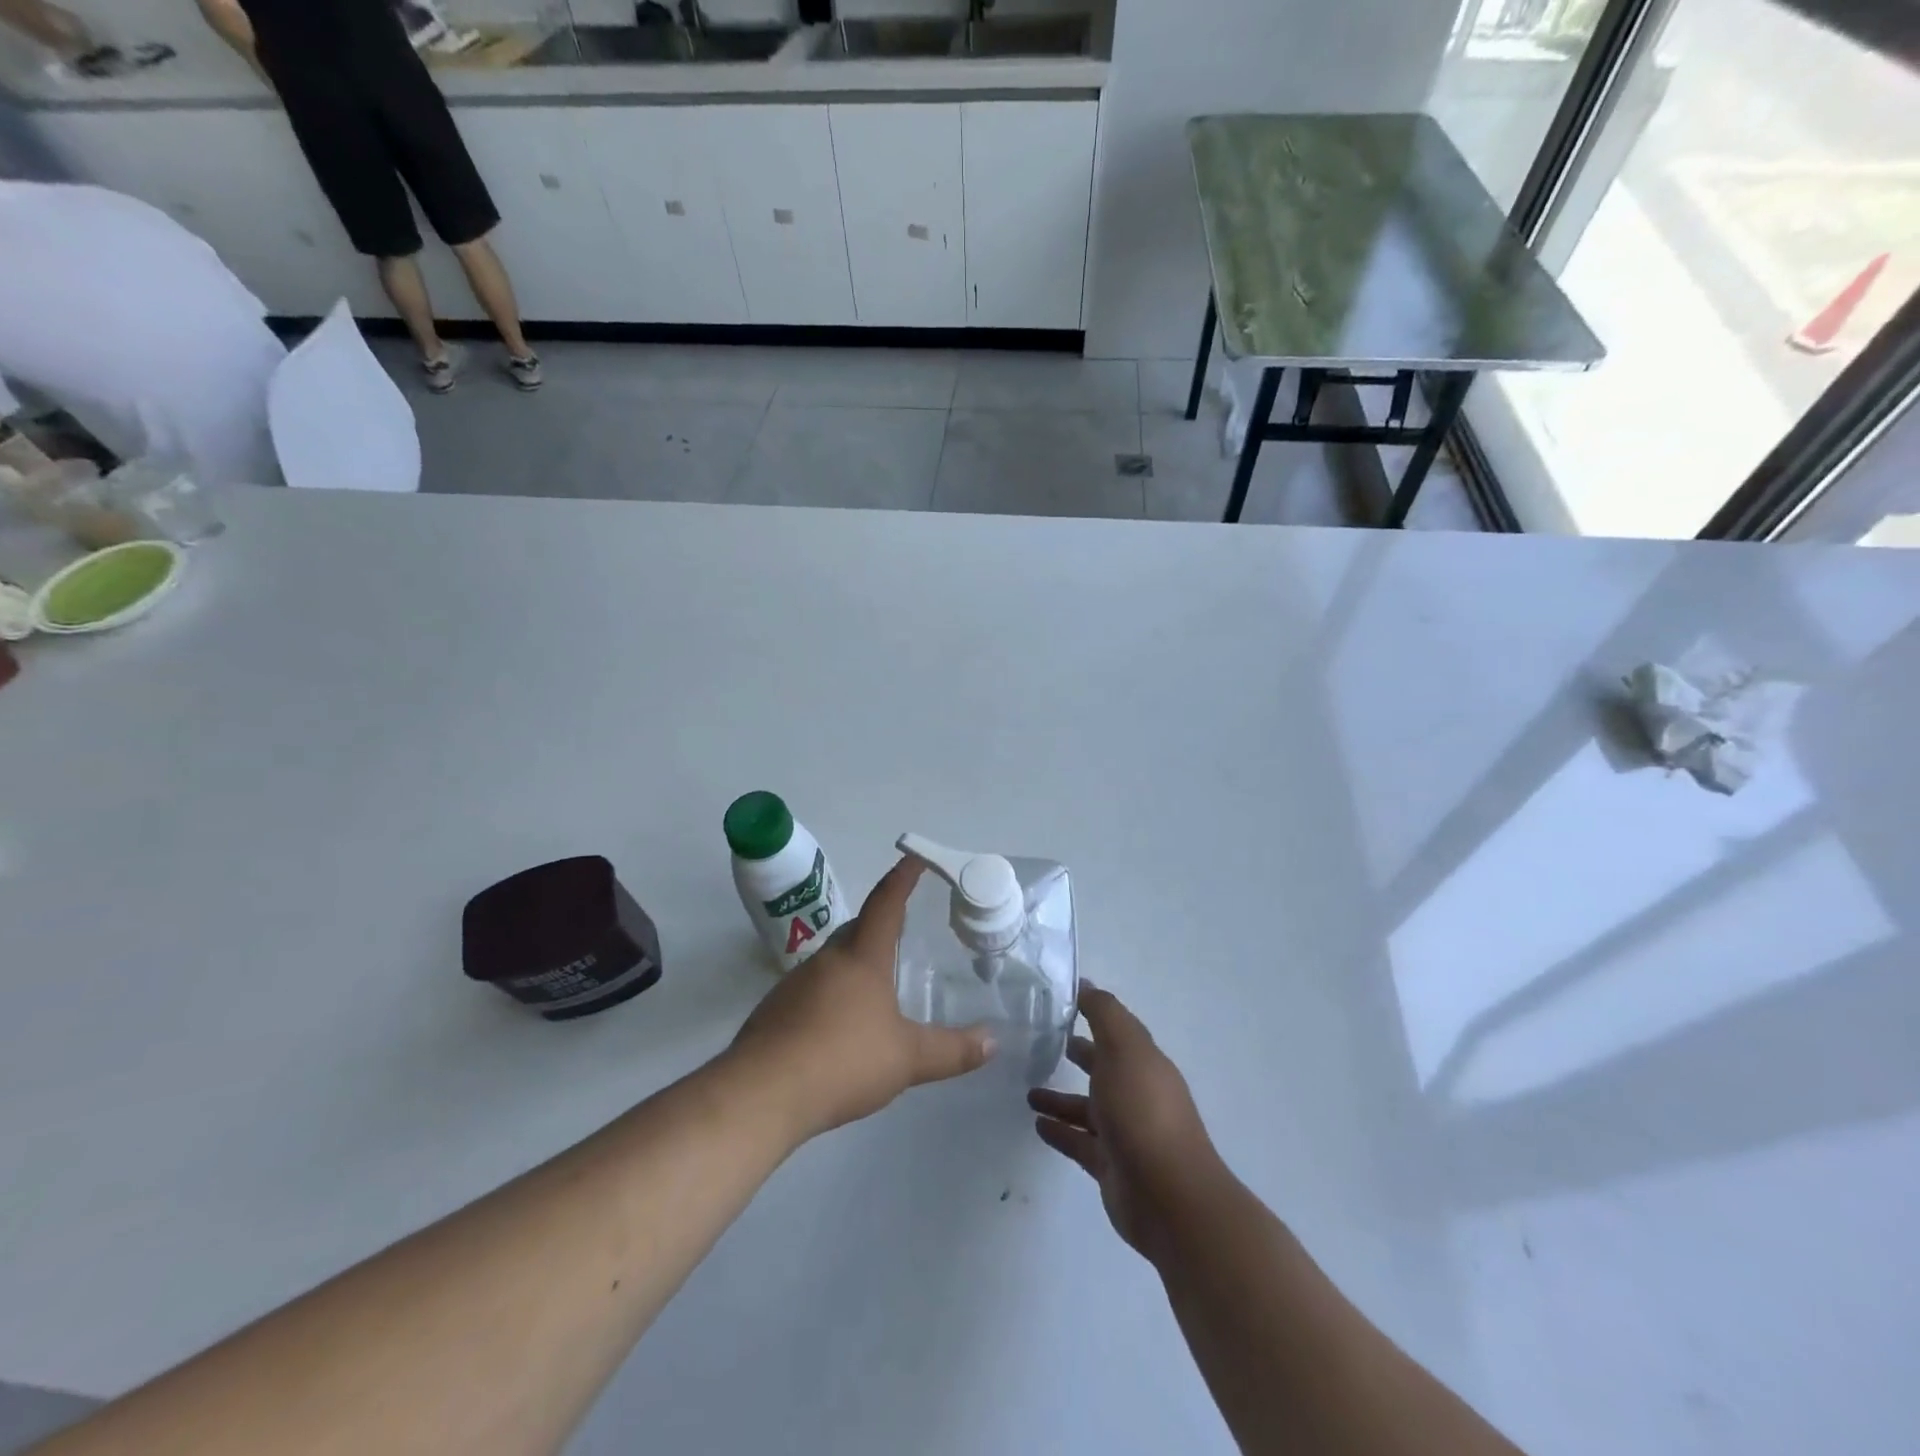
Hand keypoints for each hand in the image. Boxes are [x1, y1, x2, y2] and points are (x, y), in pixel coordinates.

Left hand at [727, 857, 993, 1141]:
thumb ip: (951, 1050)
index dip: (903, 879)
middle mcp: (827, 960)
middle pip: (857, 929)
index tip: (915, 857)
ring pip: (833, 960)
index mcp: (861, 958)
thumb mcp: (907, 1059)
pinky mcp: (775, 1011)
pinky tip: (841, 1025)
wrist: (761, 1094)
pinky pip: (812, 989)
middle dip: (880, 922)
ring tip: (877, 983)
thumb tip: (993, 1041)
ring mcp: (795, 984)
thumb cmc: (842, 1061)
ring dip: (855, 961)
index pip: (886, 904)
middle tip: (903, 928)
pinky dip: (832, 994)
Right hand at [1029, 985, 1221, 1257]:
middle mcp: (1136, 1094)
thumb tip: (1086, 984)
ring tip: (1027, 1090)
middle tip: (1041, 1043)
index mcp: (1143, 1063)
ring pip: (1087, 1107)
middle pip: (1103, 1068)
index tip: (1060, 1002)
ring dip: (1060, 1097)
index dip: (1093, 1014)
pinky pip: (1079, 1141)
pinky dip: (1059, 1131)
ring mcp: (1124, 1132)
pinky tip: (1036, 1124)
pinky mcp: (1110, 1166)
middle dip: (1079, 1054)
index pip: (1116, 1030)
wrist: (1168, 1197)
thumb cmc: (1143, 1111)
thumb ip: (1104, 1014)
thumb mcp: (1125, 1049)